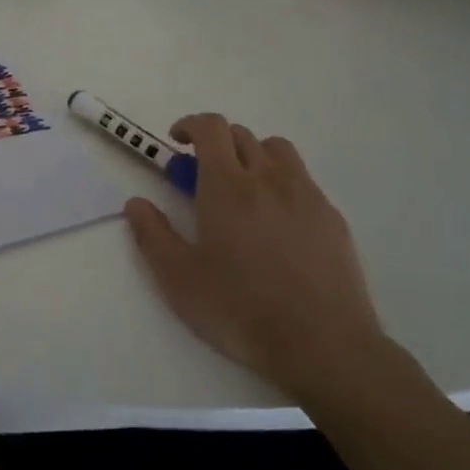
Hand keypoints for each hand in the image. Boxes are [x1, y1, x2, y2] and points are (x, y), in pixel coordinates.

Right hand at [124, 114, 386, 399]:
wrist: (323, 345)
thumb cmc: (240, 309)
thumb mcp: (179, 279)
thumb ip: (152, 235)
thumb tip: (136, 204)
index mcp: (227, 185)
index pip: (211, 128)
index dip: (190, 125)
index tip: (176, 142)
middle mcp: (268, 178)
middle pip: (242, 135)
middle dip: (216, 143)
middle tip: (201, 176)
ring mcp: (306, 196)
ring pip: (277, 151)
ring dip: (252, 155)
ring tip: (242, 190)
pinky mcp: (332, 218)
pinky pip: (303, 181)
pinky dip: (282, 183)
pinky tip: (277, 222)